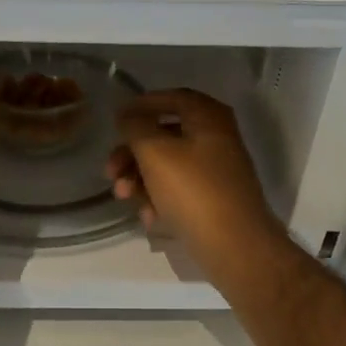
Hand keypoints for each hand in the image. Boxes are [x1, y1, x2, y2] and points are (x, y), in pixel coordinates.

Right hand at [107, 89, 284, 286]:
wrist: (235, 247)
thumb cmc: (194, 191)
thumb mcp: (156, 153)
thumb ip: (136, 127)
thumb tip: (127, 113)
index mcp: (209, 118)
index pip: (173, 98)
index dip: (143, 105)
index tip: (116, 120)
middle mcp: (216, 139)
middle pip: (164, 136)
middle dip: (132, 153)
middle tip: (110, 171)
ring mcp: (216, 172)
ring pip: (168, 166)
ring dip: (140, 179)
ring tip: (124, 197)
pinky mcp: (213, 201)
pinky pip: (179, 191)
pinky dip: (159, 199)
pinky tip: (149, 218)